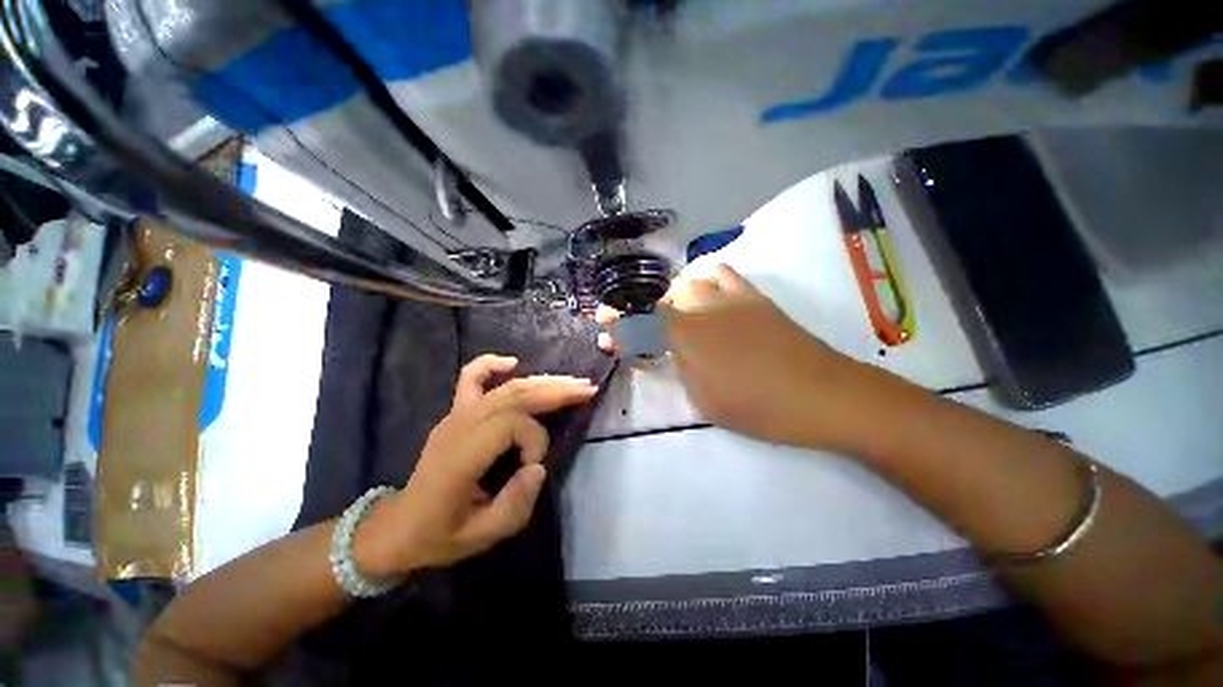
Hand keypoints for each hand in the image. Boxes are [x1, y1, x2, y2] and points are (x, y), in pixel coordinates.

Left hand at [355, 355, 597, 576]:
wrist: (400, 526)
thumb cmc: (441, 534)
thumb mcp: (482, 536)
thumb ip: (516, 503)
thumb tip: (538, 467)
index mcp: (461, 456)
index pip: (510, 424)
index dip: (534, 440)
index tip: (535, 467)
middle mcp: (459, 426)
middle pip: (514, 395)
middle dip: (555, 391)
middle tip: (587, 389)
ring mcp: (456, 414)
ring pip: (505, 386)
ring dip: (543, 380)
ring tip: (573, 381)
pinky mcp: (456, 412)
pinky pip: (471, 377)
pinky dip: (491, 364)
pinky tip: (512, 362)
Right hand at [598, 263, 855, 448]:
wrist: (823, 395)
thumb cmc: (760, 408)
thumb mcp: (705, 400)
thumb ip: (679, 368)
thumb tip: (662, 350)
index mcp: (689, 339)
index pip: (641, 325)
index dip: (618, 327)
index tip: (603, 329)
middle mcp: (703, 310)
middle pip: (658, 300)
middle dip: (638, 314)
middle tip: (635, 332)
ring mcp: (729, 298)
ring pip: (685, 283)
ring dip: (669, 299)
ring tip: (671, 317)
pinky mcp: (752, 296)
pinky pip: (720, 273)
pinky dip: (702, 280)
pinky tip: (703, 297)